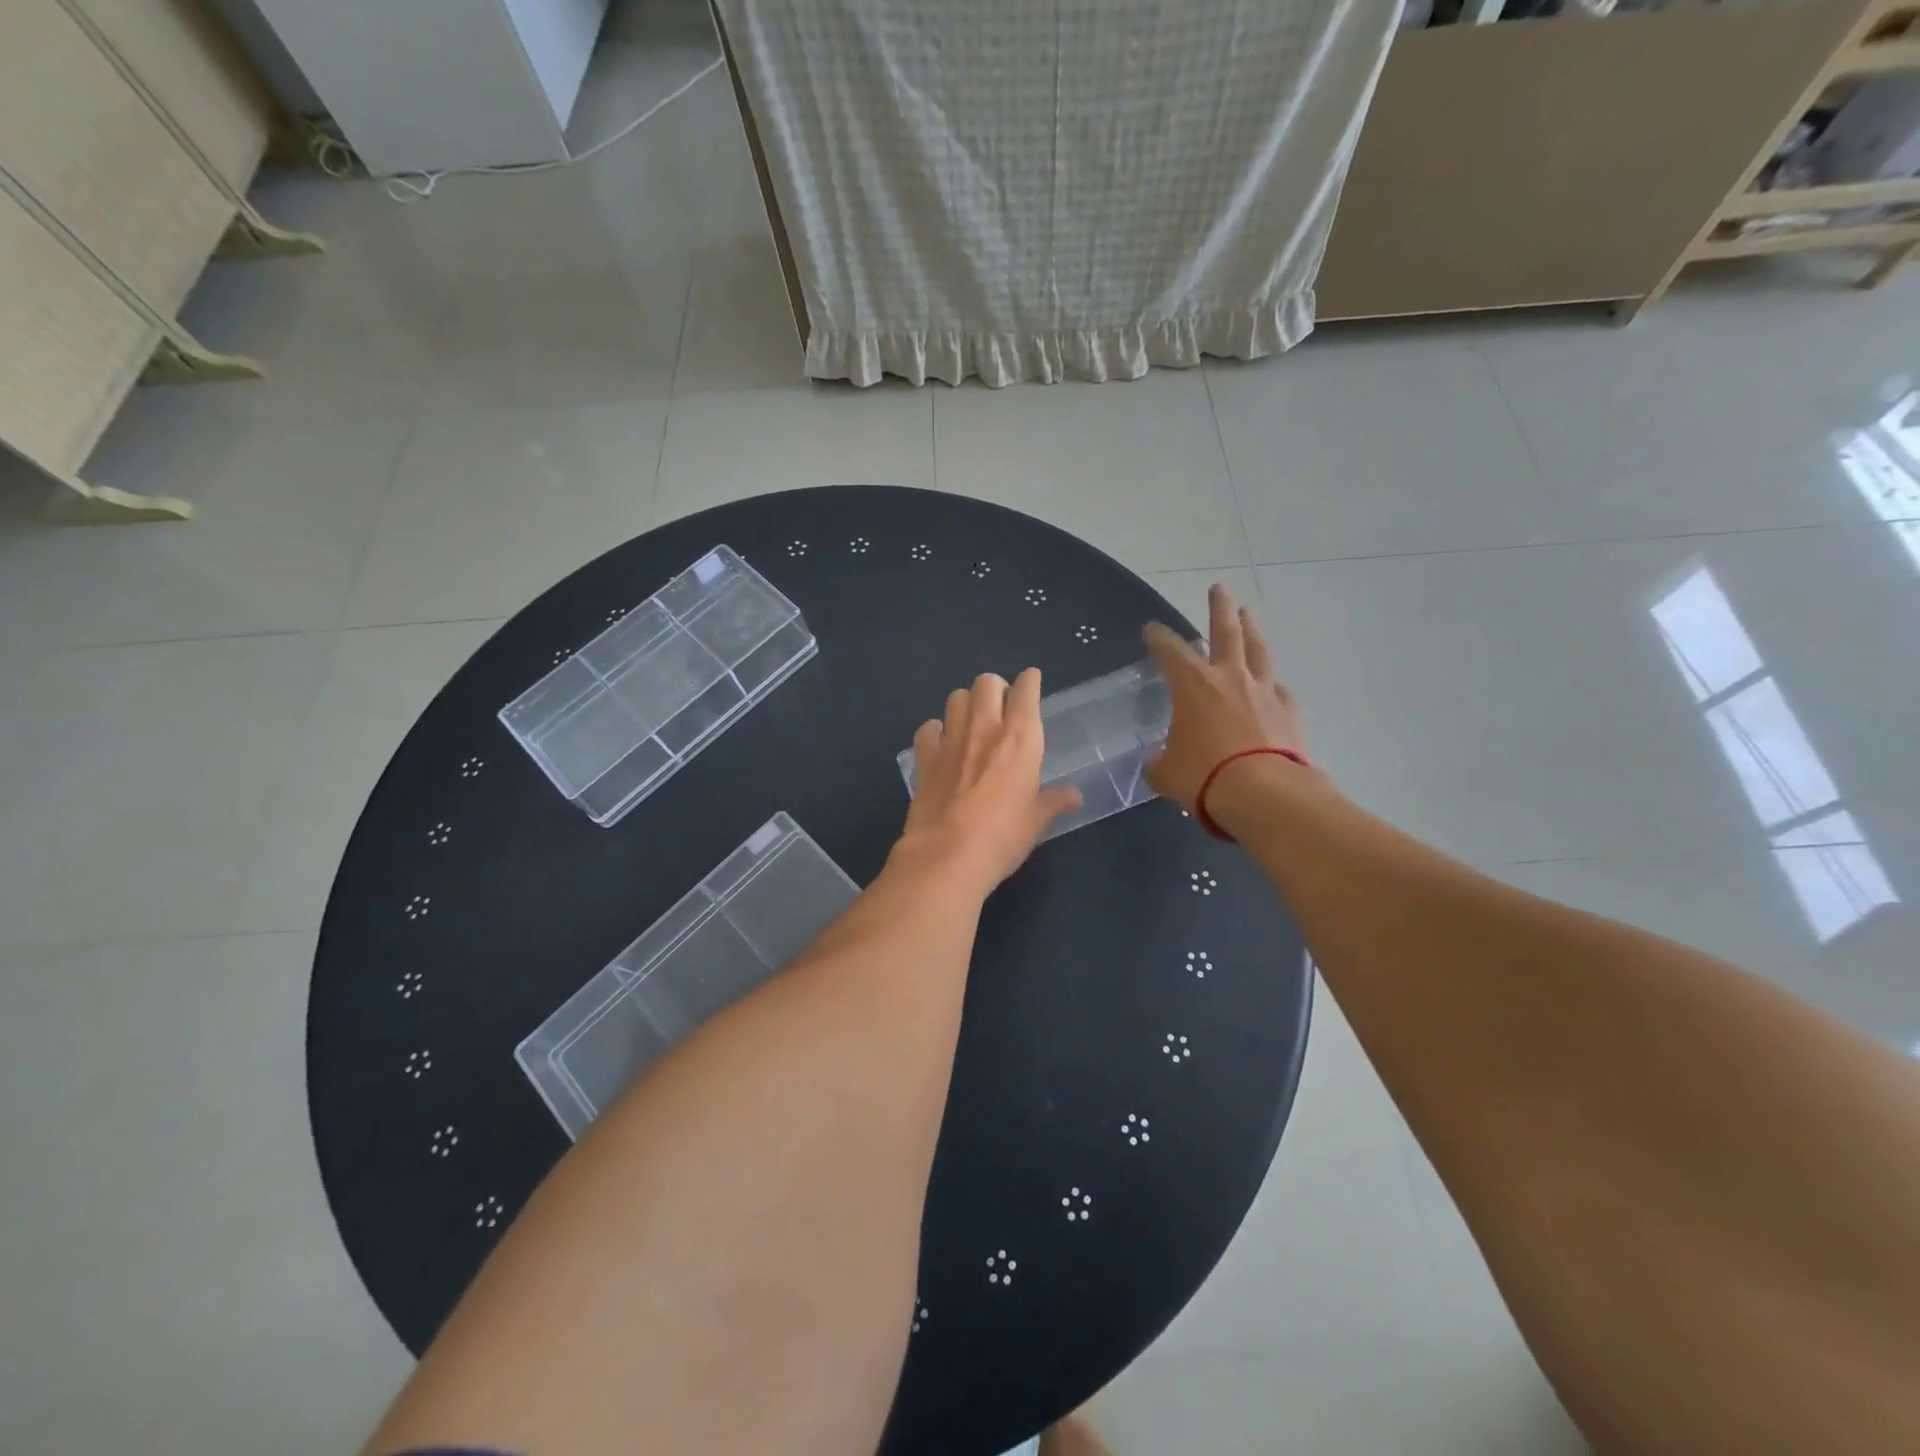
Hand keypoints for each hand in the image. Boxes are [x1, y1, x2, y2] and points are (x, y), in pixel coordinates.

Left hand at [898, 669, 1081, 889]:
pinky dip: (936, 731)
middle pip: (986, 682)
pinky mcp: (924, 757)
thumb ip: (1053, 802)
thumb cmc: (1003, 837)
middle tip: (1001, 707)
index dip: (1030, 682)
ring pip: (955, 696)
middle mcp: (985, 728)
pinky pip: (929, 728)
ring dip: (966, 704)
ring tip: (971, 722)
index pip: (1026, 690)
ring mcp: (950, 740)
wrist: (948, 855)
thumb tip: (1073, 797)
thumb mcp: (1036, 821)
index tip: (1031, 683)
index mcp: (1021, 738)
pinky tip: (942, 746)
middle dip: (995, 688)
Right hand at [1143, 584, 1311, 811]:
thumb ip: (1160, 762)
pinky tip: (1274, 688)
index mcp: (1193, 685)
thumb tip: (1158, 762)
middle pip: (1226, 631)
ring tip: (1249, 614)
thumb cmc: (1204, 776)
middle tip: (1219, 588)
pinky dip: (1273, 687)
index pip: (1170, 651)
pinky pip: (1280, 692)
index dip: (1158, 637)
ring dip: (1252, 630)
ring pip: (1258, 651)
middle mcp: (1230, 678)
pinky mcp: (1289, 713)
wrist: (1265, 794)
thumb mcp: (1166, 773)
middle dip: (1219, 608)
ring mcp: (1264, 693)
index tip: (1151, 629)